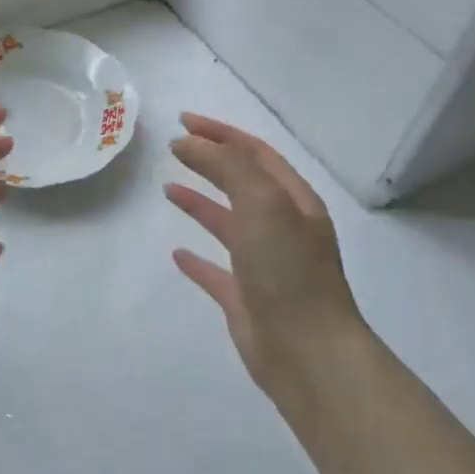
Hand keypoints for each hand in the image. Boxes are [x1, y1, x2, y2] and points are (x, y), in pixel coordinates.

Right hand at [164, 113, 365, 412]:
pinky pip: (216, 271)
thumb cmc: (288, 271)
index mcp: (293, 202)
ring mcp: (264, 264)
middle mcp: (282, 228)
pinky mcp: (245, 298)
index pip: (255, 154)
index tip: (182, 121)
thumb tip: (189, 142)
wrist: (306, 352)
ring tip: (168, 188)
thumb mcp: (262, 204)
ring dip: (201, 203)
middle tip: (174, 147)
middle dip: (210, 161)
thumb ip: (227, 167)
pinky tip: (177, 253)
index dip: (220, 133)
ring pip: (228, 223)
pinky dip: (197, 259)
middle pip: (242, 183)